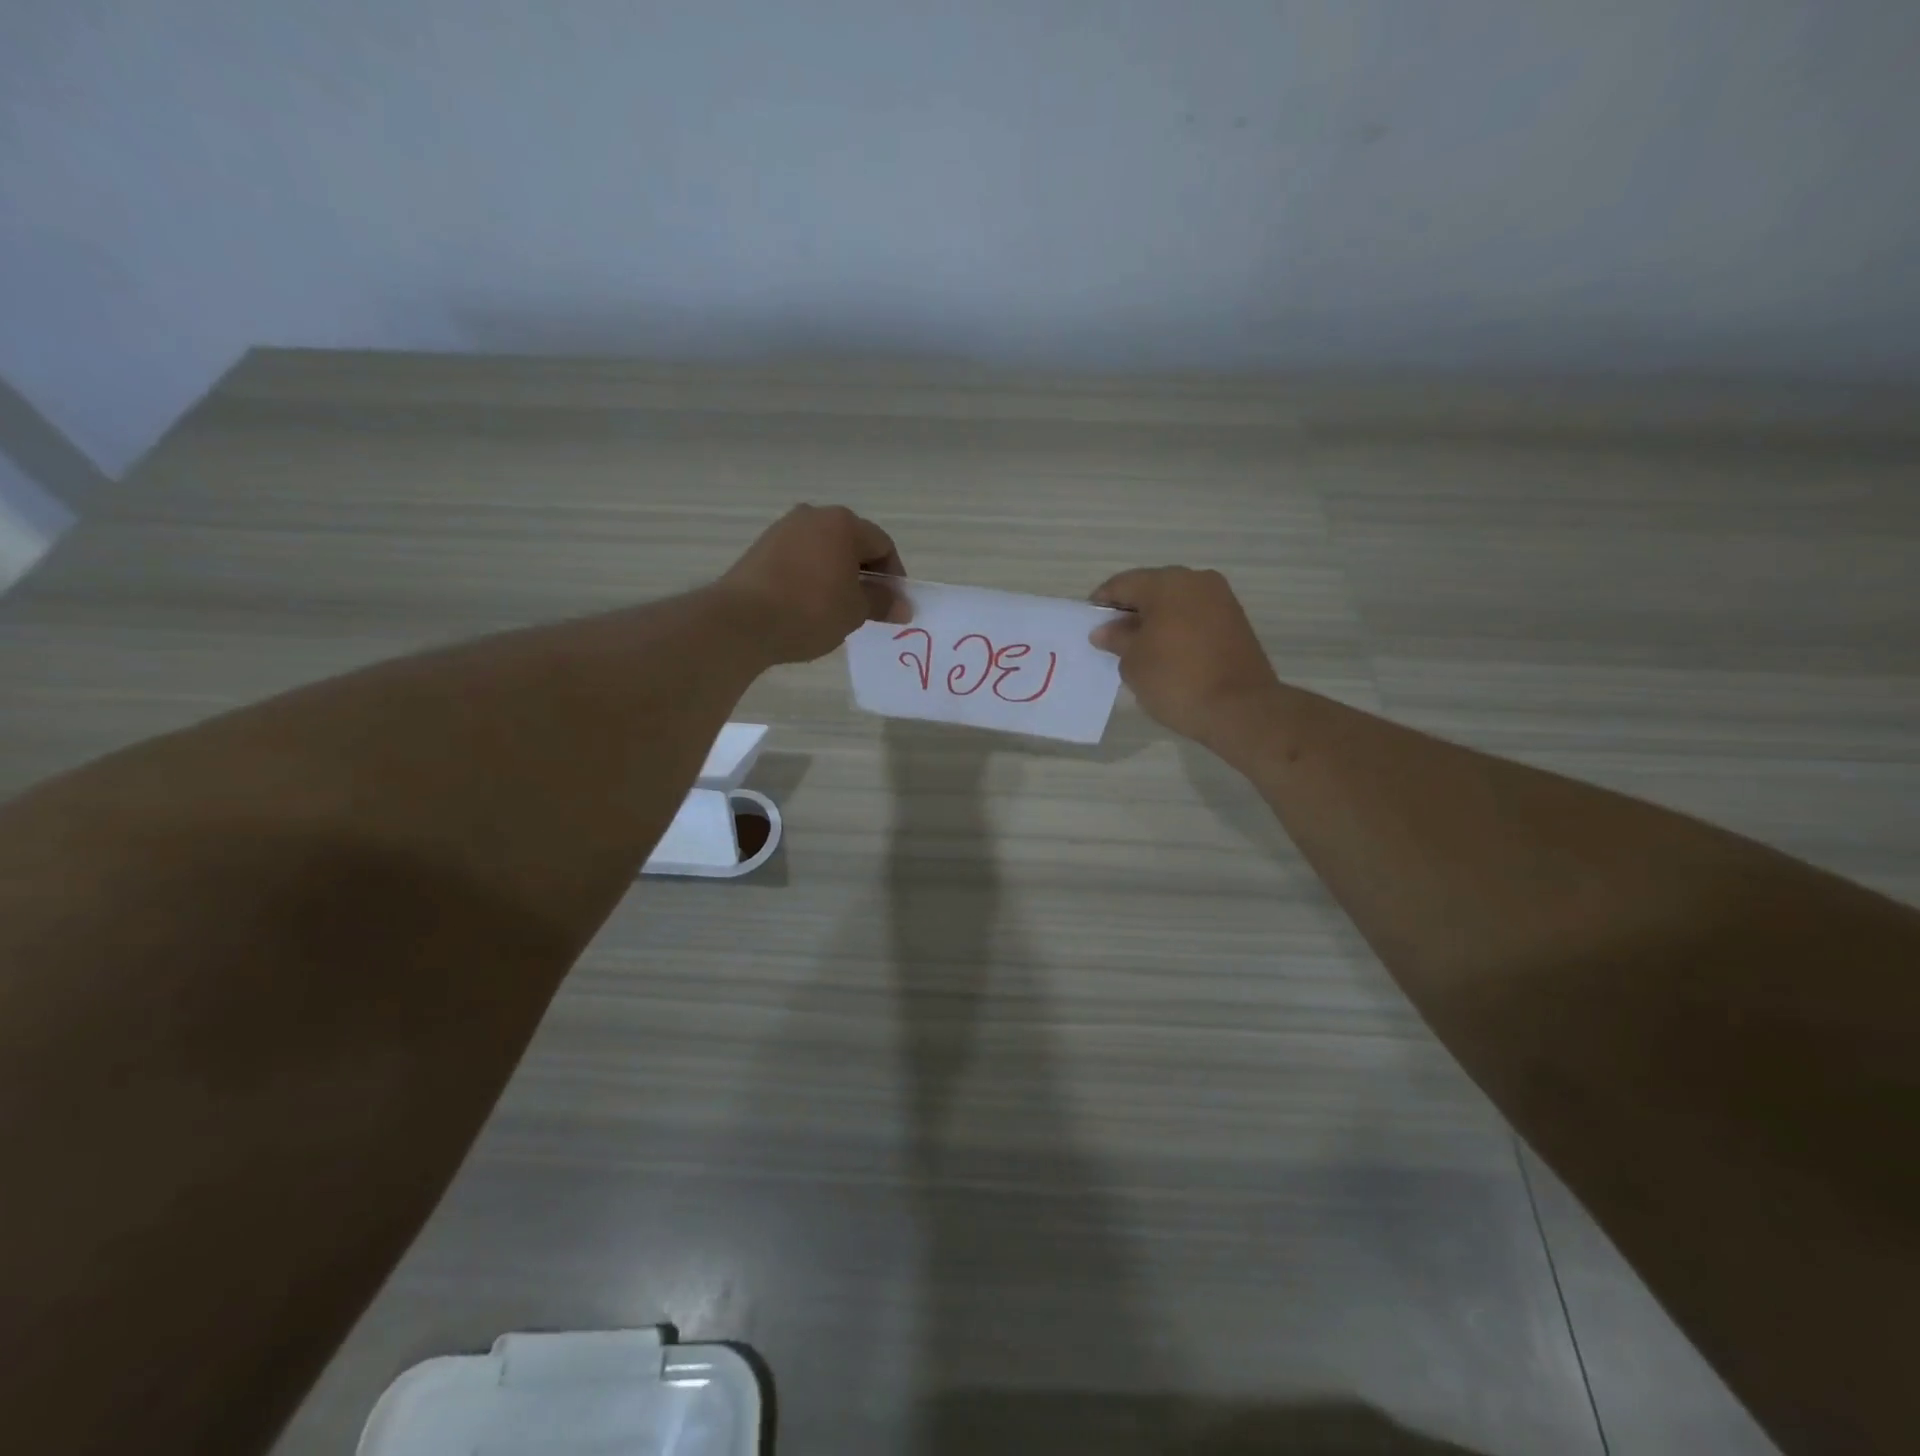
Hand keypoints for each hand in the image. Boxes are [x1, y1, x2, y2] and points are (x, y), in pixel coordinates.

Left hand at [718, 504, 905, 663]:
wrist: (742, 621)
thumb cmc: (811, 610)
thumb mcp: (855, 611)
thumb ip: (882, 603)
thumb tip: (902, 605)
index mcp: (843, 523)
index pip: (882, 545)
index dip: (894, 576)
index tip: (893, 605)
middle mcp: (813, 516)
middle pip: (852, 543)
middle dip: (864, 574)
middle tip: (867, 607)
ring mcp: (783, 529)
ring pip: (823, 550)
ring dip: (837, 575)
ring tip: (836, 609)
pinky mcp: (760, 548)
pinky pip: (799, 559)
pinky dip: (811, 577)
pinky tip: (807, 605)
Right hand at [1089, 566, 1280, 743]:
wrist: (1240, 708)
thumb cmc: (1176, 679)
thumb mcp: (1133, 662)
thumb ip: (1116, 639)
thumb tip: (1105, 630)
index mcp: (1166, 583)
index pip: (1122, 584)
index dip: (1101, 604)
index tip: (1089, 627)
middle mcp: (1196, 581)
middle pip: (1151, 589)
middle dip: (1130, 611)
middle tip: (1113, 640)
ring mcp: (1221, 599)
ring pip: (1176, 602)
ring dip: (1155, 620)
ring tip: (1140, 650)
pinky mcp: (1236, 620)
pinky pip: (1195, 616)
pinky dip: (1177, 629)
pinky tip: (1167, 654)